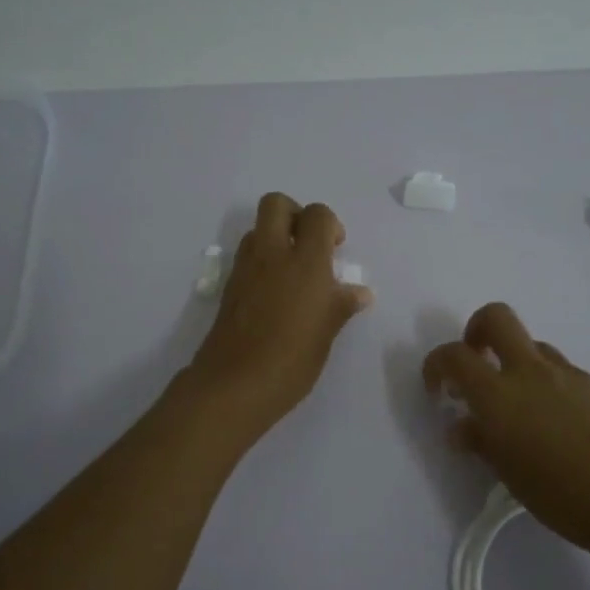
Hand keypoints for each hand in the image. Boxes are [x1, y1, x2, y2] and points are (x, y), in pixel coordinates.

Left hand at [186, 193, 372, 436]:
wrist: (235, 384)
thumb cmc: (292, 359)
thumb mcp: (327, 332)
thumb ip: (342, 304)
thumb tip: (359, 292)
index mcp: (305, 262)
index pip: (317, 215)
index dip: (329, 224)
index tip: (336, 250)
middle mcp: (272, 255)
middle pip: (276, 204)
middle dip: (295, 214)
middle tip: (310, 246)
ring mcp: (246, 269)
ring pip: (257, 229)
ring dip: (276, 237)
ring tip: (293, 272)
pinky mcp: (230, 286)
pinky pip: (247, 256)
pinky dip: (262, 260)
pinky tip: (275, 293)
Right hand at [423, 302, 589, 557]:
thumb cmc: (563, 497)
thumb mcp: (510, 475)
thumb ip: (482, 442)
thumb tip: (463, 426)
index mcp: (500, 394)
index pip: (454, 356)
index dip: (436, 365)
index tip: (438, 390)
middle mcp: (531, 371)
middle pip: (496, 318)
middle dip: (476, 331)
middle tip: (475, 363)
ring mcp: (567, 374)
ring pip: (531, 346)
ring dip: (513, 362)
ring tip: (517, 408)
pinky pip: (558, 369)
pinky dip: (543, 382)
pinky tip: (552, 422)